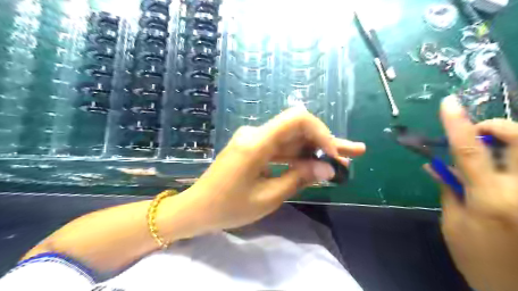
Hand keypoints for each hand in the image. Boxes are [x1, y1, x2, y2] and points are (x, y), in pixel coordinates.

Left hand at [184, 107, 365, 231]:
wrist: (197, 208)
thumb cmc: (228, 207)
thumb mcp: (267, 197)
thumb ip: (298, 178)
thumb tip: (328, 168)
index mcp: (256, 142)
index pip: (296, 119)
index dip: (320, 132)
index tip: (334, 155)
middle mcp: (256, 134)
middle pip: (298, 130)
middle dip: (326, 143)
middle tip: (354, 153)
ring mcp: (254, 140)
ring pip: (292, 140)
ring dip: (316, 150)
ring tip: (344, 160)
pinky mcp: (254, 148)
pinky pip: (281, 149)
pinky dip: (299, 157)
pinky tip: (317, 164)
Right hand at [432, 95, 517, 290]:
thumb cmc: (479, 258)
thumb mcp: (453, 223)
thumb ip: (448, 189)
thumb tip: (435, 164)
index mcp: (489, 199)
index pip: (469, 151)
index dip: (457, 124)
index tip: (449, 103)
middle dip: (500, 126)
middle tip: (481, 131)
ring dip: (513, 140)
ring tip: (495, 148)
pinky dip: (515, 159)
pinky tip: (505, 165)